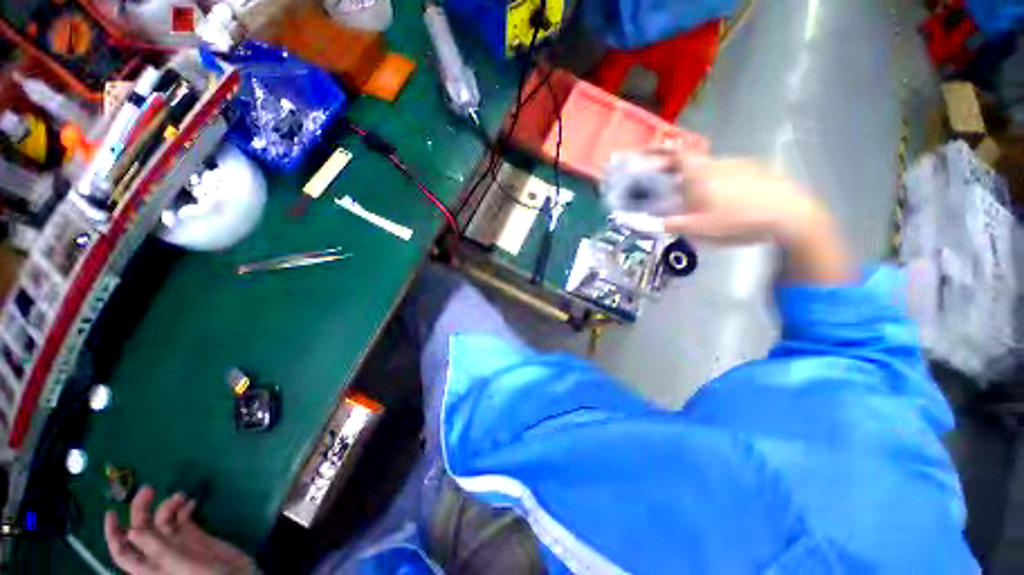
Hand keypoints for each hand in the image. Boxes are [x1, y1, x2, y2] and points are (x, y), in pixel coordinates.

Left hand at [104, 486, 256, 574]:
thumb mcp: (181, 564)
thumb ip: (158, 549)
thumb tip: (131, 531)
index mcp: (149, 565)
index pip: (122, 551)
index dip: (113, 534)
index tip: (111, 513)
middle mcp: (159, 553)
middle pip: (141, 529)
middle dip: (142, 509)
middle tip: (149, 489)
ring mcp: (177, 543)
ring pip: (162, 520)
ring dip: (168, 505)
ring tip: (180, 496)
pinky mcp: (194, 535)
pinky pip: (183, 517)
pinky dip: (184, 507)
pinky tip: (192, 502)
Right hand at [645, 148, 852, 283]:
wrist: (787, 213)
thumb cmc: (736, 219)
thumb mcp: (698, 228)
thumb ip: (671, 224)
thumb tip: (649, 224)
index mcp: (698, 172)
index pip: (674, 155)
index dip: (658, 153)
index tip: (645, 154)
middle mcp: (715, 162)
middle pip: (689, 161)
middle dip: (673, 169)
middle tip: (665, 182)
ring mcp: (737, 164)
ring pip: (708, 167)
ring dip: (695, 176)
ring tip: (691, 194)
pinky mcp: (755, 169)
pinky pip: (726, 171)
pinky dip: (715, 179)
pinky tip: (720, 196)